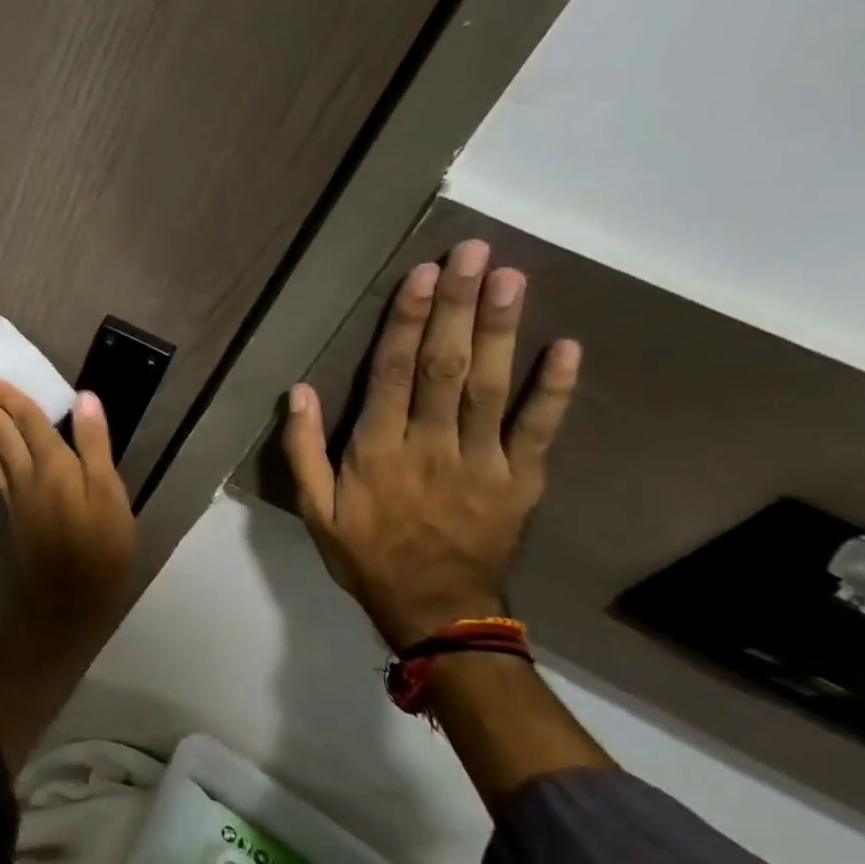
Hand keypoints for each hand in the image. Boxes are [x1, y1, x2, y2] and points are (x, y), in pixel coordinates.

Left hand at [0, 377, 135, 629]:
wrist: (68, 599)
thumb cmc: (100, 546)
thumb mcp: (109, 493)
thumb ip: (95, 445)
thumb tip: (84, 398)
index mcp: (53, 464)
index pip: (28, 419)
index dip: (9, 396)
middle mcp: (28, 475)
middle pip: (2, 432)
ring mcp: (18, 496)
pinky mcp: (16, 515)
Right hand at [282, 240, 581, 652]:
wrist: (435, 609)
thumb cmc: (366, 554)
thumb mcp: (314, 509)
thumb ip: (303, 450)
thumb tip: (298, 391)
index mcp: (377, 451)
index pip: (393, 374)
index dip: (408, 322)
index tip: (423, 276)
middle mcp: (431, 446)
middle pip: (446, 367)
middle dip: (459, 307)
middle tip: (474, 253)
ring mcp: (482, 462)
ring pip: (492, 387)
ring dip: (502, 330)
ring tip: (511, 278)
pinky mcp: (522, 481)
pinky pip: (539, 430)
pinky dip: (555, 389)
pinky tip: (566, 346)